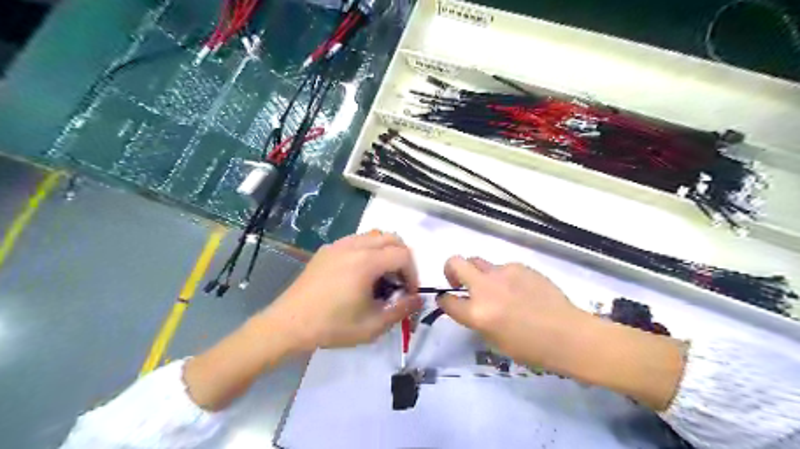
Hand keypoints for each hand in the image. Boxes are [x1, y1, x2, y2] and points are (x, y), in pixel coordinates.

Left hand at [263, 232, 424, 353]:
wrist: (288, 324)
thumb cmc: (332, 326)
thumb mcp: (373, 325)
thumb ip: (402, 310)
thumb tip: (419, 299)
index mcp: (367, 261)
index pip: (403, 255)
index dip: (413, 273)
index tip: (408, 293)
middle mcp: (354, 245)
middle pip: (391, 238)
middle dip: (402, 258)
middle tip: (399, 282)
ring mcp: (338, 245)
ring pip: (374, 236)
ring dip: (385, 252)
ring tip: (381, 277)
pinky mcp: (326, 250)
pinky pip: (356, 241)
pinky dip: (368, 251)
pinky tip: (360, 274)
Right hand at [436, 257, 584, 368]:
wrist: (568, 335)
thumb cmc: (531, 348)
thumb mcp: (493, 340)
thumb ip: (476, 318)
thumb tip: (469, 305)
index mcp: (477, 313)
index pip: (447, 300)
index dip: (444, 300)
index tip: (447, 299)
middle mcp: (486, 288)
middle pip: (455, 262)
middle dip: (450, 269)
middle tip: (459, 281)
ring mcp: (503, 273)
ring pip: (479, 261)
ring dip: (479, 274)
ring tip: (496, 288)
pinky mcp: (520, 266)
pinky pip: (502, 267)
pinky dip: (503, 277)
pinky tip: (519, 290)